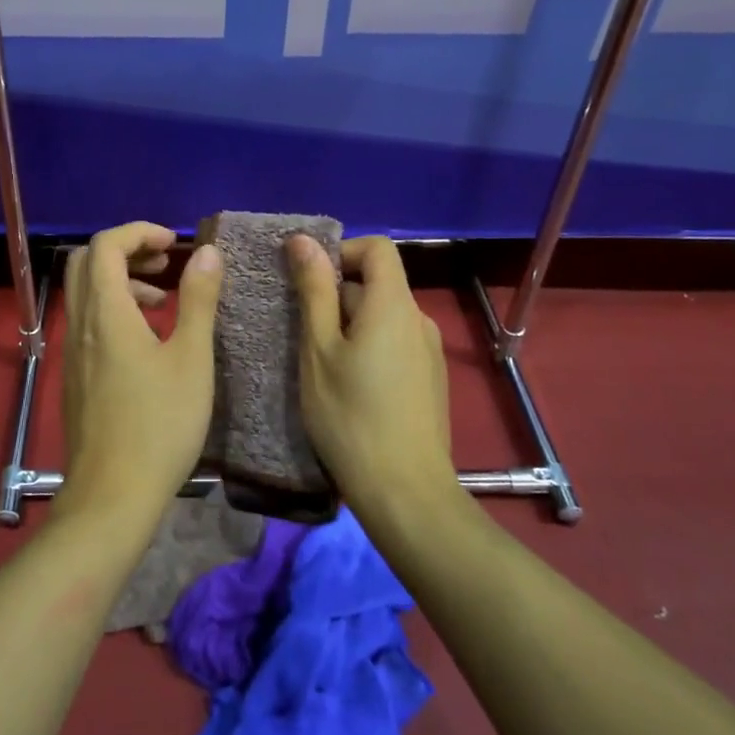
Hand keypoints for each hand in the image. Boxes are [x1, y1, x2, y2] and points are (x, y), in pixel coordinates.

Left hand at [58, 222, 223, 524]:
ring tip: (163, 299)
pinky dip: (114, 309)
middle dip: (126, 249)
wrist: (112, 496)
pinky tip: (147, 339)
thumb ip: (198, 299)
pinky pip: (88, 321)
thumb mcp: (191, 358)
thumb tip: (206, 252)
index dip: (139, 231)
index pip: (106, 244)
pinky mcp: (76, 376)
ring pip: (86, 292)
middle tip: (164, 261)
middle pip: (88, 262)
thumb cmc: (159, 424)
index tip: (174, 243)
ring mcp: (73, 351)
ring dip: (121, 280)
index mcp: (106, 312)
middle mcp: (81, 323)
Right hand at [288, 235, 457, 520]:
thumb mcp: (318, 349)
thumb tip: (303, 240)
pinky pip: (395, 344)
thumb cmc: (351, 416)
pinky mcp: (430, 380)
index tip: (310, 282)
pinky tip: (349, 388)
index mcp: (394, 305)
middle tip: (303, 333)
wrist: (405, 494)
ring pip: (383, 317)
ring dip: (350, 325)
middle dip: (337, 295)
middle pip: (377, 283)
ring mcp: (429, 352)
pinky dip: (368, 348)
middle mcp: (419, 320)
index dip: (342, 251)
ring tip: (321, 364)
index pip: (377, 248)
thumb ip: (314, 291)